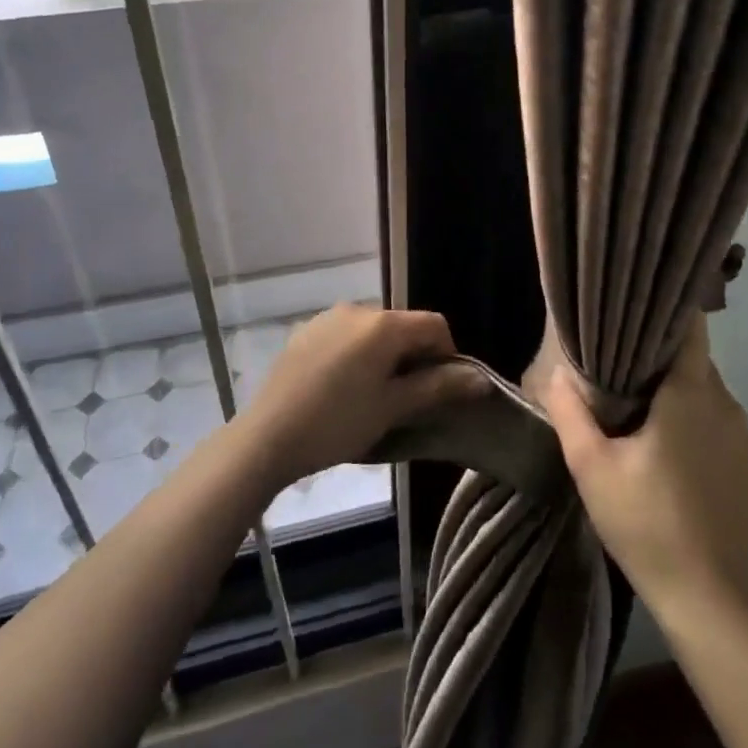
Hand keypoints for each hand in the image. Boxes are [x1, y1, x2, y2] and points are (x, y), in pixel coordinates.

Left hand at [240, 303, 484, 487]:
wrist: (266, 438)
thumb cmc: (338, 423)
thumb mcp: (393, 408)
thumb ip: (438, 387)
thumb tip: (480, 379)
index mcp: (384, 324)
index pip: (433, 324)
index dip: (446, 354)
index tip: (438, 389)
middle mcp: (357, 309)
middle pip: (402, 325)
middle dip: (413, 356)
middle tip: (406, 398)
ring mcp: (327, 318)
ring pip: (372, 331)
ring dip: (383, 356)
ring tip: (371, 396)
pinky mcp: (305, 332)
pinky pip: (344, 336)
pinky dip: (355, 354)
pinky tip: (340, 389)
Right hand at [542, 319, 747, 624]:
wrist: (709, 602)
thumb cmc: (645, 523)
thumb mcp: (592, 467)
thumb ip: (571, 413)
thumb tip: (559, 373)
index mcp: (690, 394)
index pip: (691, 331)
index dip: (669, 315)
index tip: (642, 312)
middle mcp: (728, 407)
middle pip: (697, 368)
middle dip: (666, 368)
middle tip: (629, 382)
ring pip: (713, 404)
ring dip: (687, 407)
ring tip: (652, 429)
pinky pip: (728, 439)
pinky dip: (707, 441)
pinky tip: (683, 472)